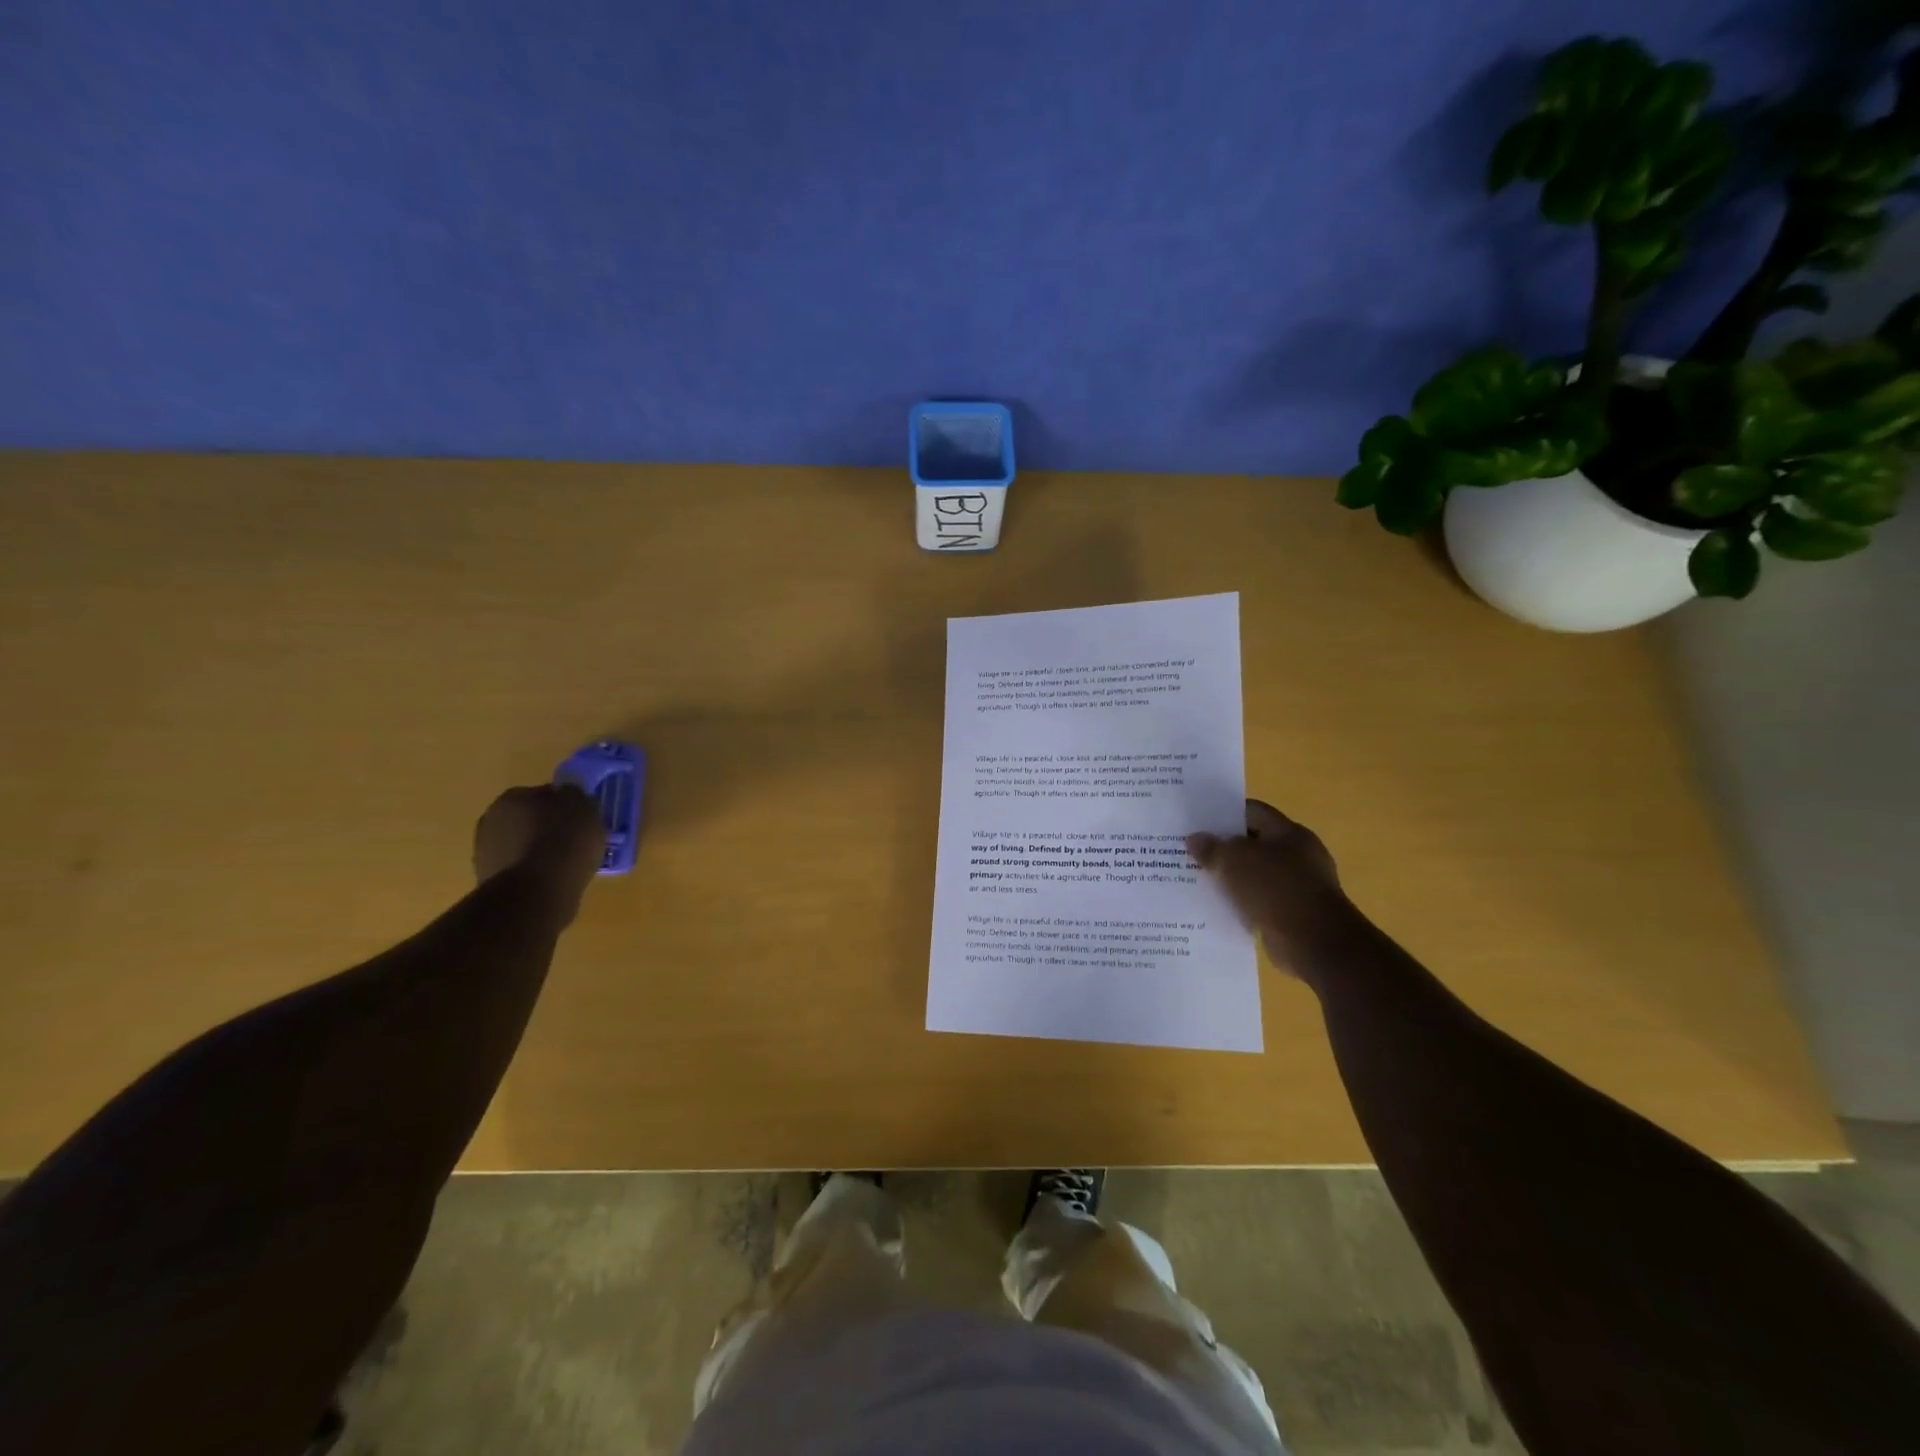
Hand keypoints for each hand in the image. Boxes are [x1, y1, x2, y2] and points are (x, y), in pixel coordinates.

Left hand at [473, 785, 606, 917]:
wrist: (536, 892)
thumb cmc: (564, 842)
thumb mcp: (585, 807)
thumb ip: (574, 795)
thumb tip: (567, 794)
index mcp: (513, 796)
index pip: (544, 794)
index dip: (565, 805)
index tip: (581, 819)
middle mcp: (491, 819)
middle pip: (529, 819)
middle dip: (548, 828)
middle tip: (574, 841)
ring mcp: (485, 853)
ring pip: (522, 845)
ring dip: (540, 852)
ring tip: (567, 865)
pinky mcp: (488, 882)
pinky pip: (521, 870)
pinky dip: (535, 873)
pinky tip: (554, 881)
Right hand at [1187, 800, 1351, 977]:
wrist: (1315, 943)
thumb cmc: (1276, 889)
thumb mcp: (1234, 861)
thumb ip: (1212, 848)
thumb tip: (1195, 839)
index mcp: (1290, 833)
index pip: (1253, 812)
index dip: (1224, 814)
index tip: (1197, 822)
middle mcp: (1299, 855)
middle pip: (1254, 843)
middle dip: (1225, 848)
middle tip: (1192, 852)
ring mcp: (1300, 886)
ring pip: (1257, 875)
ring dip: (1232, 878)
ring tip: (1199, 880)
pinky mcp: (1295, 914)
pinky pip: (1262, 901)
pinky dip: (1243, 903)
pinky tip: (1219, 907)